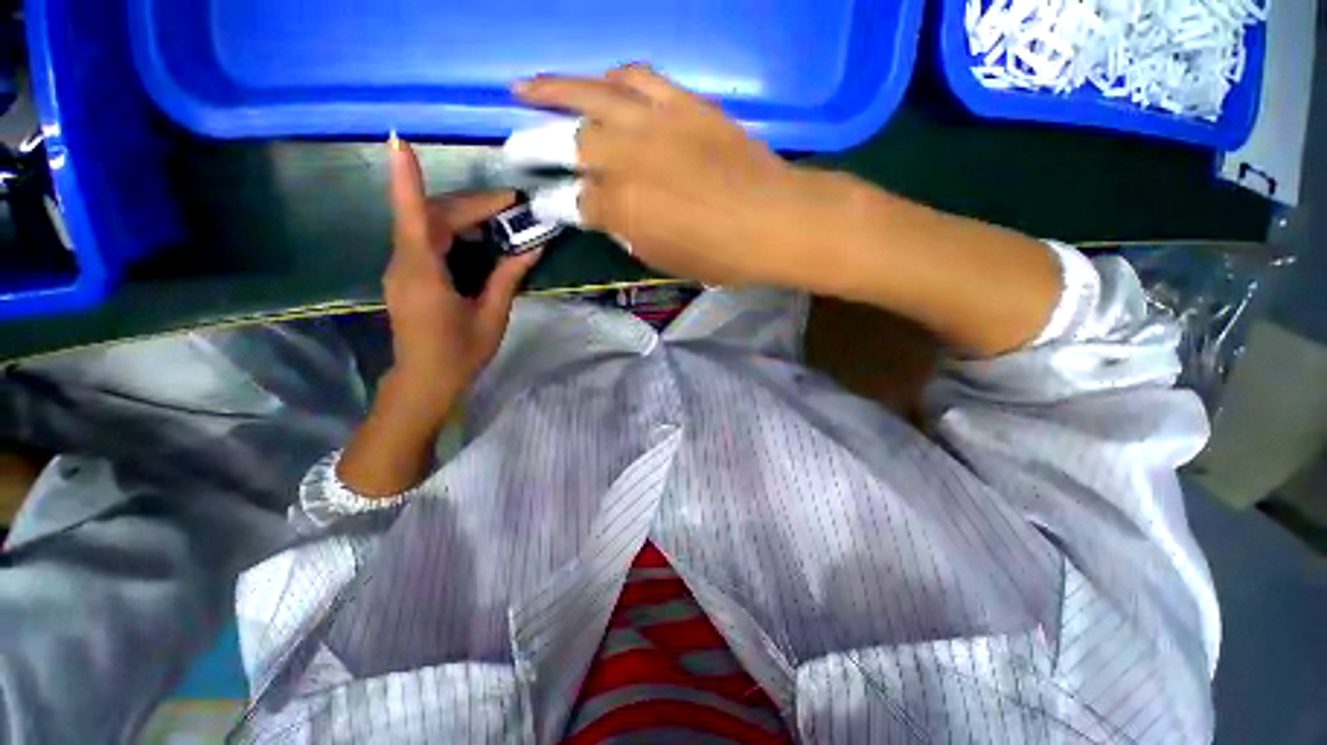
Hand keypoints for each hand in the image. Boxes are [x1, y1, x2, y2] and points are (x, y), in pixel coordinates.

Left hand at [384, 136, 539, 419]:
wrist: (425, 380)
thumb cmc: (461, 353)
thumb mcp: (491, 316)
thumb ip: (507, 278)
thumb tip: (533, 247)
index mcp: (423, 275)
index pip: (412, 219)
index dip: (404, 179)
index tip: (398, 141)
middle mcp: (404, 264)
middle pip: (430, 217)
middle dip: (470, 204)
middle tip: (511, 204)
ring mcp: (401, 268)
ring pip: (426, 225)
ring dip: (463, 215)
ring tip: (501, 217)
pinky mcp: (407, 274)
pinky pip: (426, 240)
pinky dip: (453, 230)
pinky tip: (479, 237)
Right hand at [516, 65, 833, 287]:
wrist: (774, 221)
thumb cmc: (719, 256)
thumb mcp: (663, 259)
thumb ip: (627, 233)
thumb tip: (607, 213)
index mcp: (621, 209)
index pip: (570, 202)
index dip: (550, 203)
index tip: (538, 203)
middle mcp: (627, 159)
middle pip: (565, 142)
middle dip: (529, 145)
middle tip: (510, 146)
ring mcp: (655, 123)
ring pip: (590, 95)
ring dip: (551, 89)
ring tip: (523, 87)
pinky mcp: (684, 104)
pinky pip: (638, 78)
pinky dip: (612, 79)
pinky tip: (599, 83)